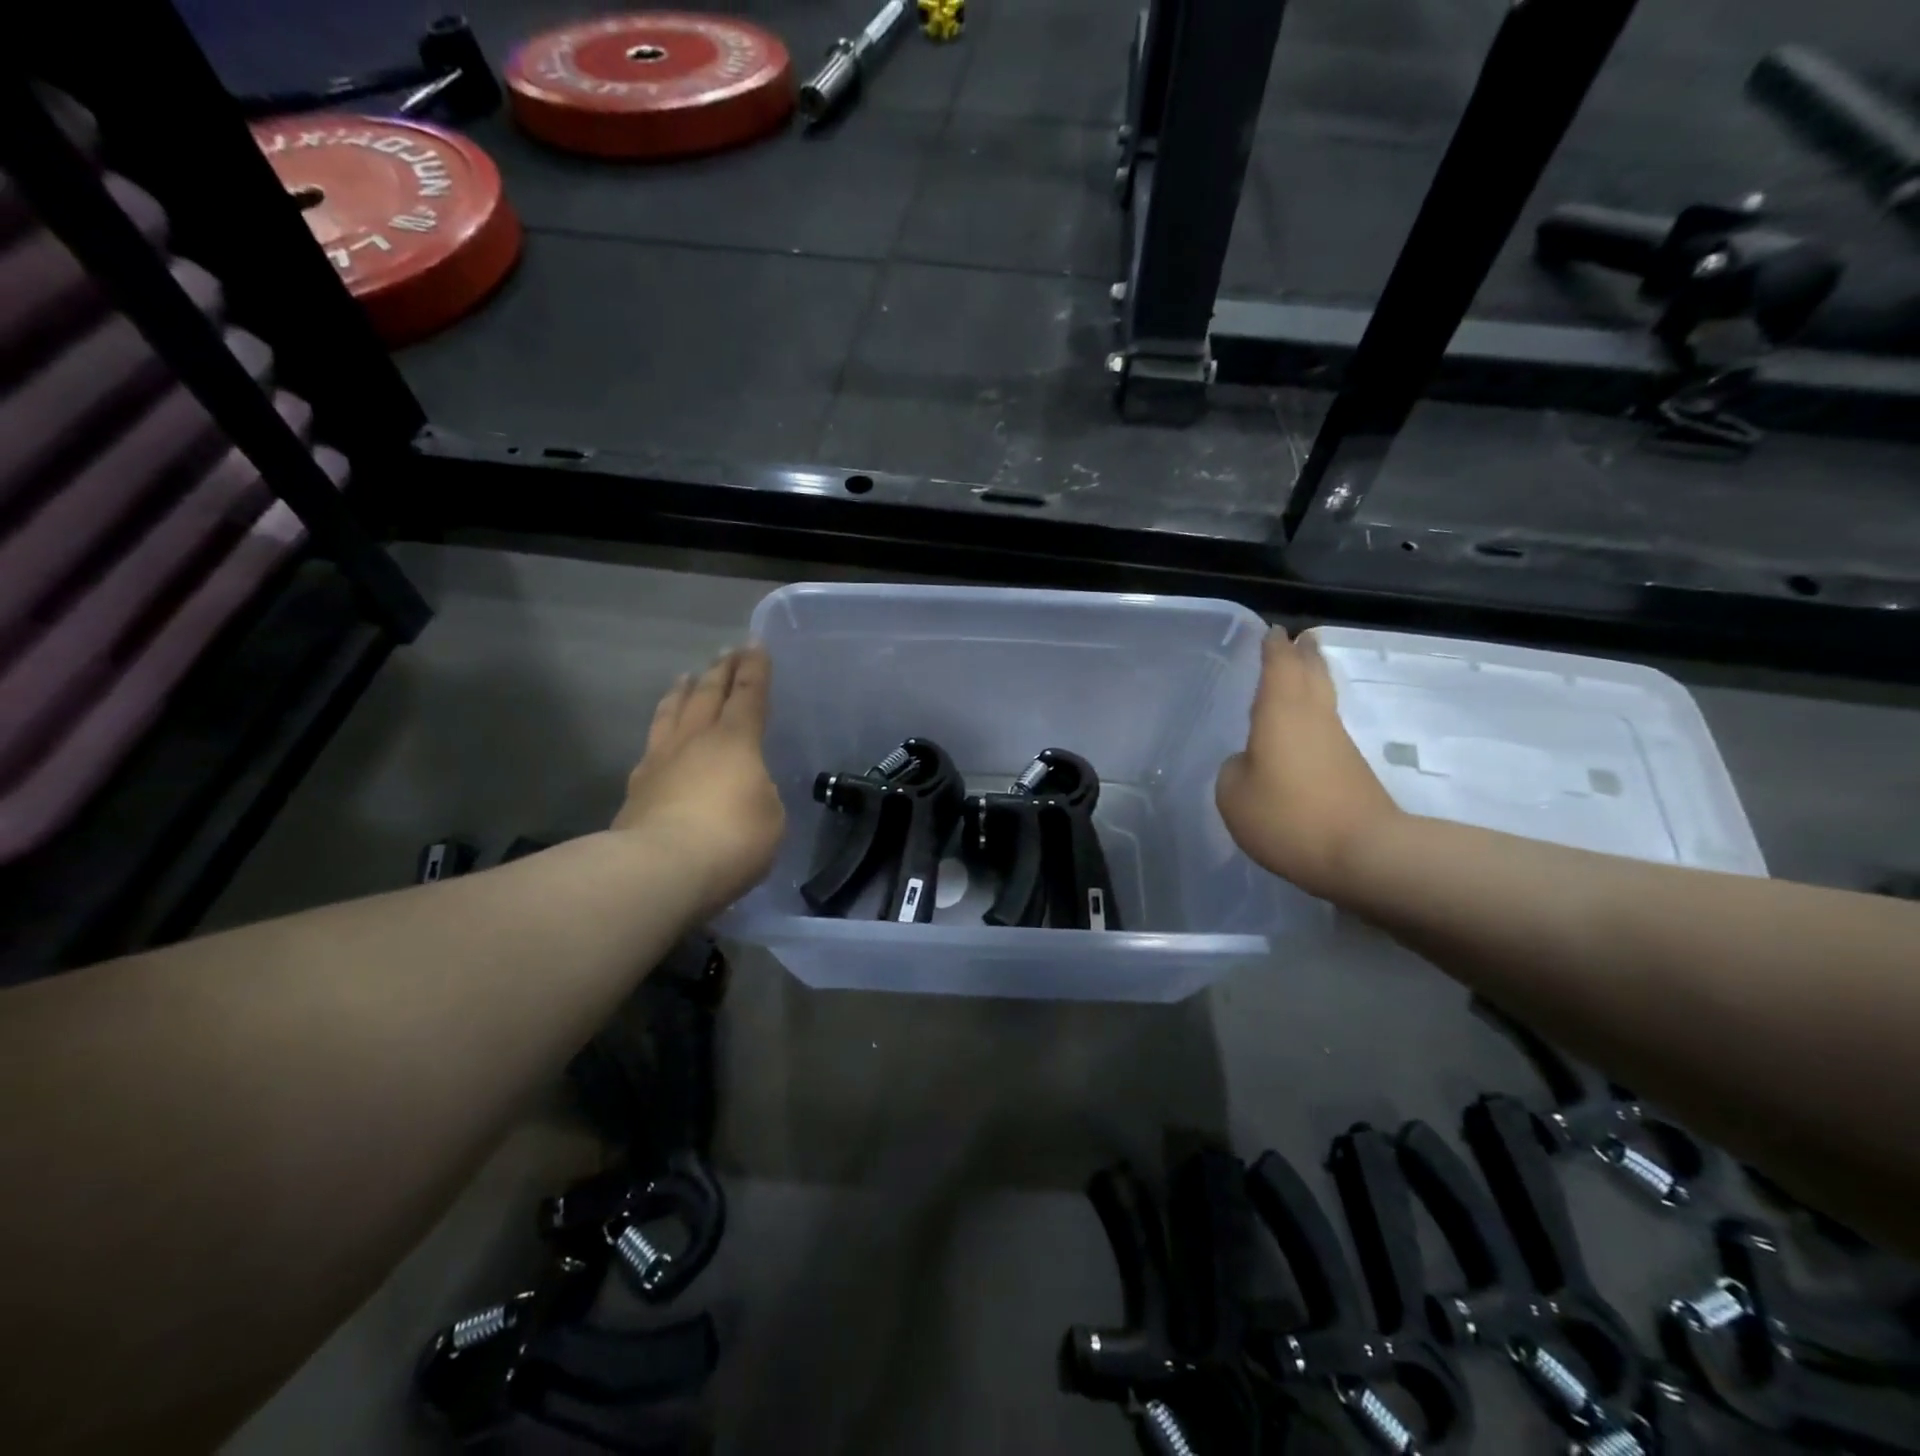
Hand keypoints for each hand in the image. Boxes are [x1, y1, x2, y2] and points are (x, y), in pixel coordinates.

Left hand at [614, 645, 785, 917]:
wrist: (660, 869)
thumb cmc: (731, 839)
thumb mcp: (770, 817)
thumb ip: (761, 794)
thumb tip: (745, 789)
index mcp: (736, 741)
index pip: (749, 695)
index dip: (755, 669)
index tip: (756, 645)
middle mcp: (696, 740)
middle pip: (708, 694)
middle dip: (721, 671)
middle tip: (727, 652)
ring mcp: (660, 761)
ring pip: (672, 713)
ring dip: (683, 692)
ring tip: (687, 677)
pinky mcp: (636, 788)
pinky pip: (651, 746)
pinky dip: (660, 732)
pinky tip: (660, 737)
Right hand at [1215, 628, 1400, 900]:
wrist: (1363, 854)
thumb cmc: (1288, 817)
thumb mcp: (1233, 796)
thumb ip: (1233, 770)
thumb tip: (1248, 763)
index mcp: (1280, 713)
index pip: (1278, 667)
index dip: (1273, 648)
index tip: (1273, 631)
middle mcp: (1313, 718)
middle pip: (1312, 674)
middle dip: (1304, 655)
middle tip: (1300, 639)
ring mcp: (1338, 743)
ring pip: (1324, 699)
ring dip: (1314, 681)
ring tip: (1303, 671)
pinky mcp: (1352, 770)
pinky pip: (1327, 729)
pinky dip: (1315, 717)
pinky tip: (1304, 729)